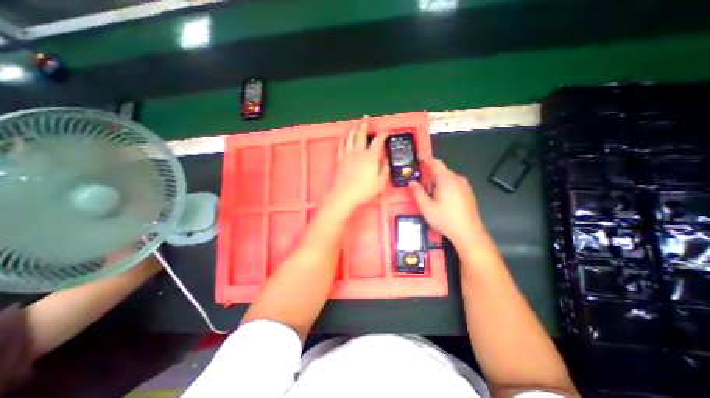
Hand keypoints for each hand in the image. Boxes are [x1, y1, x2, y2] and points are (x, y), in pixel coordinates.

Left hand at [326, 115, 386, 210]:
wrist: (344, 196)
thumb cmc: (364, 190)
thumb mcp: (381, 182)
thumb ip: (384, 169)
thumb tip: (385, 160)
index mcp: (370, 157)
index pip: (378, 141)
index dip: (383, 134)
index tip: (386, 132)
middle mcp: (358, 152)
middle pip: (361, 134)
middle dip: (365, 124)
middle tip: (366, 118)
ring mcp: (347, 155)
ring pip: (350, 137)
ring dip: (354, 129)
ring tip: (356, 125)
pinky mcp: (340, 160)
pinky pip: (342, 145)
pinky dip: (344, 138)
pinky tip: (345, 137)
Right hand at [408, 157, 484, 246]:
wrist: (468, 233)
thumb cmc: (444, 218)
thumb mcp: (426, 206)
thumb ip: (417, 192)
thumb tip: (412, 182)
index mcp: (446, 179)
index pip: (435, 163)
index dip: (426, 159)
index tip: (418, 157)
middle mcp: (457, 179)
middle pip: (441, 173)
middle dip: (430, 180)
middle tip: (424, 193)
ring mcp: (465, 186)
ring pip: (447, 180)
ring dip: (438, 186)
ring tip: (434, 201)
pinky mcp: (469, 194)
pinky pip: (454, 186)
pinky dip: (446, 189)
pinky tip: (444, 204)